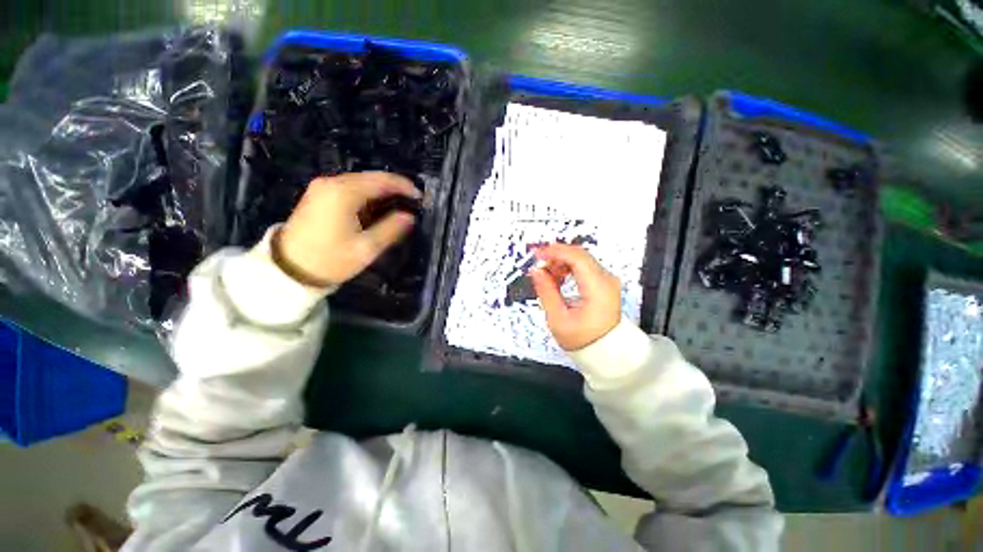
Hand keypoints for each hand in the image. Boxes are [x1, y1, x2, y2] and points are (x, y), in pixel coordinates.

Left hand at [274, 172, 420, 286]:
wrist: (288, 270)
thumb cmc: (330, 259)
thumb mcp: (366, 248)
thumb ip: (391, 229)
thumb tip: (409, 216)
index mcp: (343, 193)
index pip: (381, 180)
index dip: (404, 186)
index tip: (420, 197)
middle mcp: (331, 182)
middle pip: (371, 178)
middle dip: (394, 188)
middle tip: (412, 203)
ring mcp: (322, 187)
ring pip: (360, 183)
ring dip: (381, 193)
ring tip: (399, 207)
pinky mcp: (318, 195)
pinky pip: (350, 189)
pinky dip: (367, 196)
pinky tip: (377, 209)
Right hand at [530, 243, 621, 350]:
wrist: (604, 350)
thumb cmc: (583, 339)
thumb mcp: (558, 318)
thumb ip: (546, 291)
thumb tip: (536, 271)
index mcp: (598, 288)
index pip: (576, 257)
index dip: (555, 252)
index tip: (537, 254)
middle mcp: (606, 280)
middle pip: (579, 255)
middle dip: (556, 256)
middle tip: (538, 264)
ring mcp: (607, 280)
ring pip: (581, 259)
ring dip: (561, 262)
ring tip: (547, 275)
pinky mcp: (604, 282)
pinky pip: (584, 266)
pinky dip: (568, 268)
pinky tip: (558, 278)